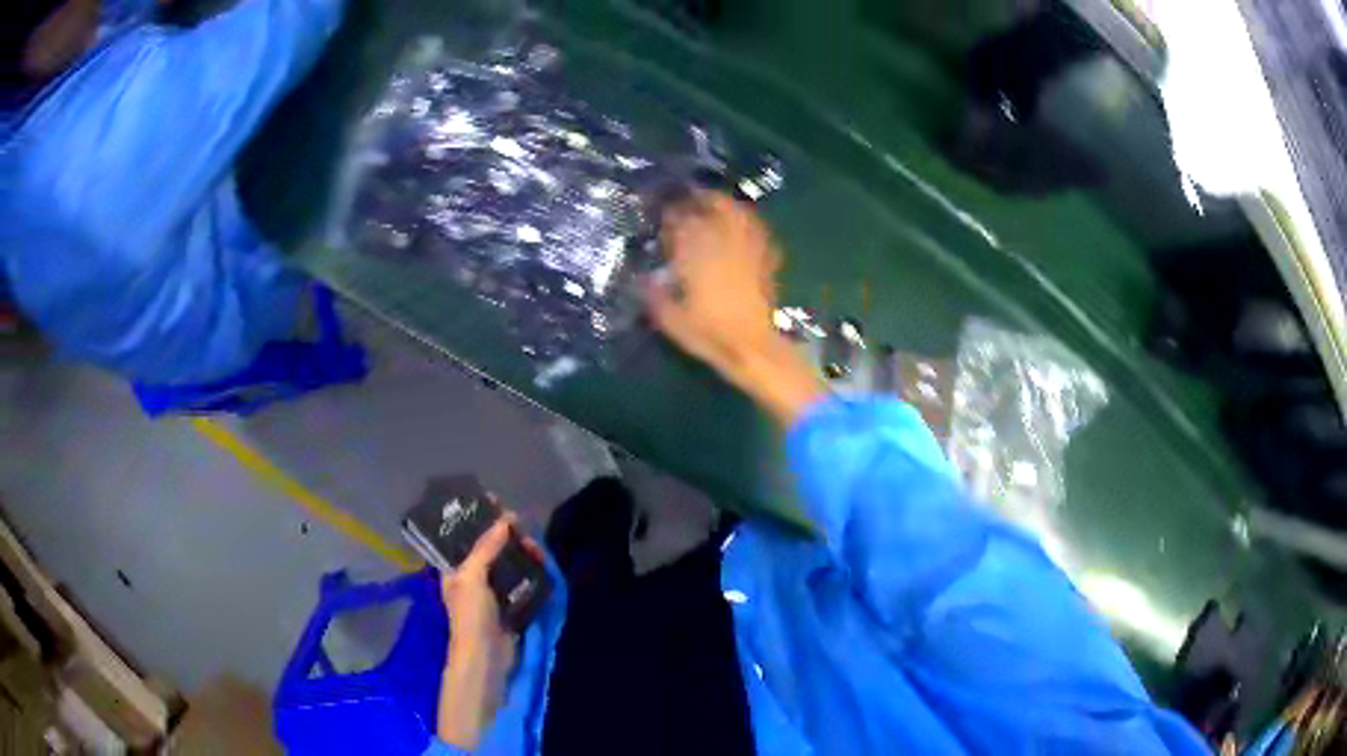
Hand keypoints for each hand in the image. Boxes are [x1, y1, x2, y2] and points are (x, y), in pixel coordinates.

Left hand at [436, 514, 542, 748]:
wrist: (486, 657)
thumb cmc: (471, 615)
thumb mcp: (472, 577)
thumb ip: (486, 548)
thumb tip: (505, 520)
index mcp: (455, 569)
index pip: (466, 536)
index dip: (479, 519)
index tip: (498, 502)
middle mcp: (472, 577)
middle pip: (491, 548)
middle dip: (507, 536)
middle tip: (524, 529)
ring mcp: (493, 593)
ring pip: (509, 564)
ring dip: (522, 554)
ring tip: (537, 549)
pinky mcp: (511, 606)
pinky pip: (522, 582)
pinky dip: (532, 573)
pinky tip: (543, 566)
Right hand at [646, 192, 824, 424]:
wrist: (753, 347)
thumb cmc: (709, 334)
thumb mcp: (670, 319)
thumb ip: (654, 295)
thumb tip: (644, 278)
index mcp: (696, 253)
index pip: (681, 220)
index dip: (670, 213)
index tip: (662, 212)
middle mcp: (722, 242)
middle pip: (712, 206)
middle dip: (699, 198)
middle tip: (688, 197)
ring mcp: (747, 247)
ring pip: (736, 212)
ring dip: (723, 203)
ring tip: (713, 202)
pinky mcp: (765, 258)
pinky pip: (756, 229)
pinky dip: (747, 220)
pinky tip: (741, 222)